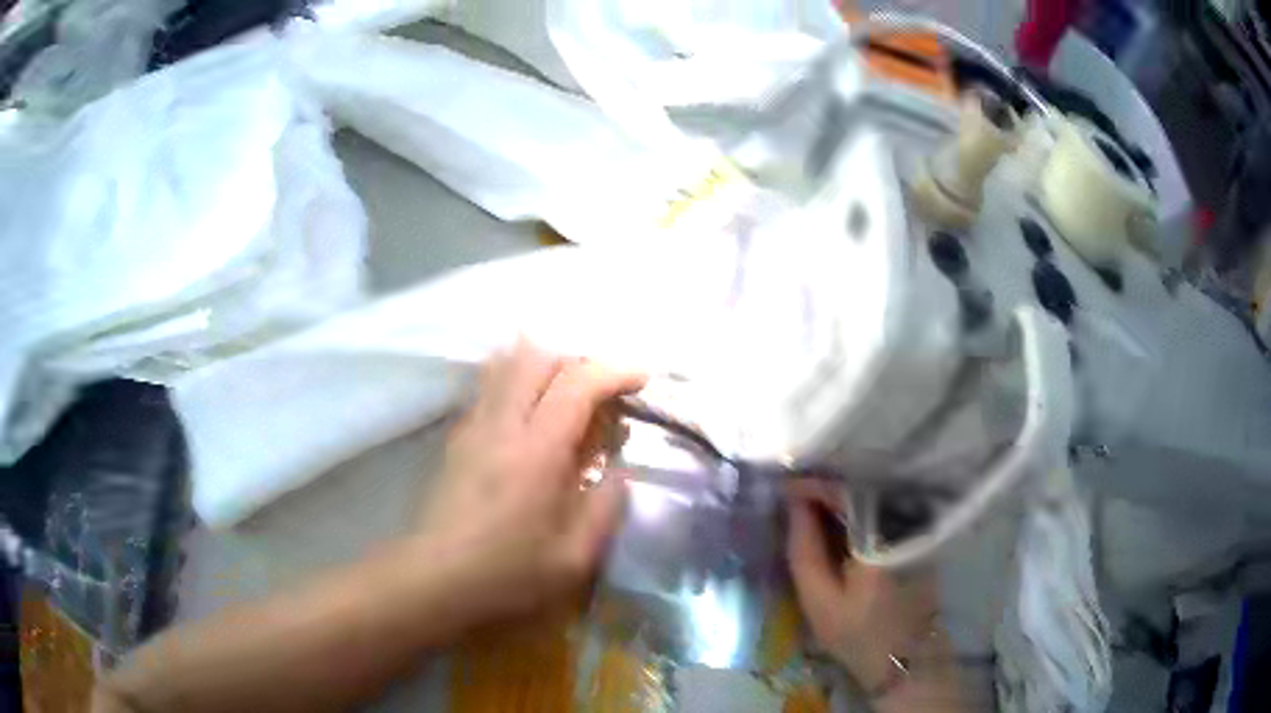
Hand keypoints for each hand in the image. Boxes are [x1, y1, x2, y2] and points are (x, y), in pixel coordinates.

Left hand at [416, 340, 644, 623]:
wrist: (434, 580)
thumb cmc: (507, 574)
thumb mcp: (574, 558)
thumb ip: (606, 508)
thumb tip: (621, 473)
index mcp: (537, 451)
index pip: (577, 383)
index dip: (614, 371)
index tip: (641, 379)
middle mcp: (502, 424)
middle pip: (537, 357)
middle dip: (578, 361)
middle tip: (603, 392)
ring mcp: (473, 426)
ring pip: (507, 364)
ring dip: (545, 366)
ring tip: (568, 397)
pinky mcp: (456, 437)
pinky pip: (490, 387)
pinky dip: (518, 383)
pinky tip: (530, 418)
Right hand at [786, 482, 941, 691]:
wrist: (903, 659)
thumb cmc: (857, 634)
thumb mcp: (819, 600)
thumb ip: (804, 549)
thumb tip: (794, 504)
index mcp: (880, 538)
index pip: (845, 493)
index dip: (812, 485)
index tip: (783, 487)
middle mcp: (904, 523)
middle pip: (861, 490)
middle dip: (824, 490)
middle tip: (791, 497)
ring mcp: (916, 528)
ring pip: (872, 499)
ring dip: (840, 500)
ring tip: (807, 508)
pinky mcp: (918, 537)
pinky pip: (883, 511)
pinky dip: (857, 513)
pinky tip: (835, 523)